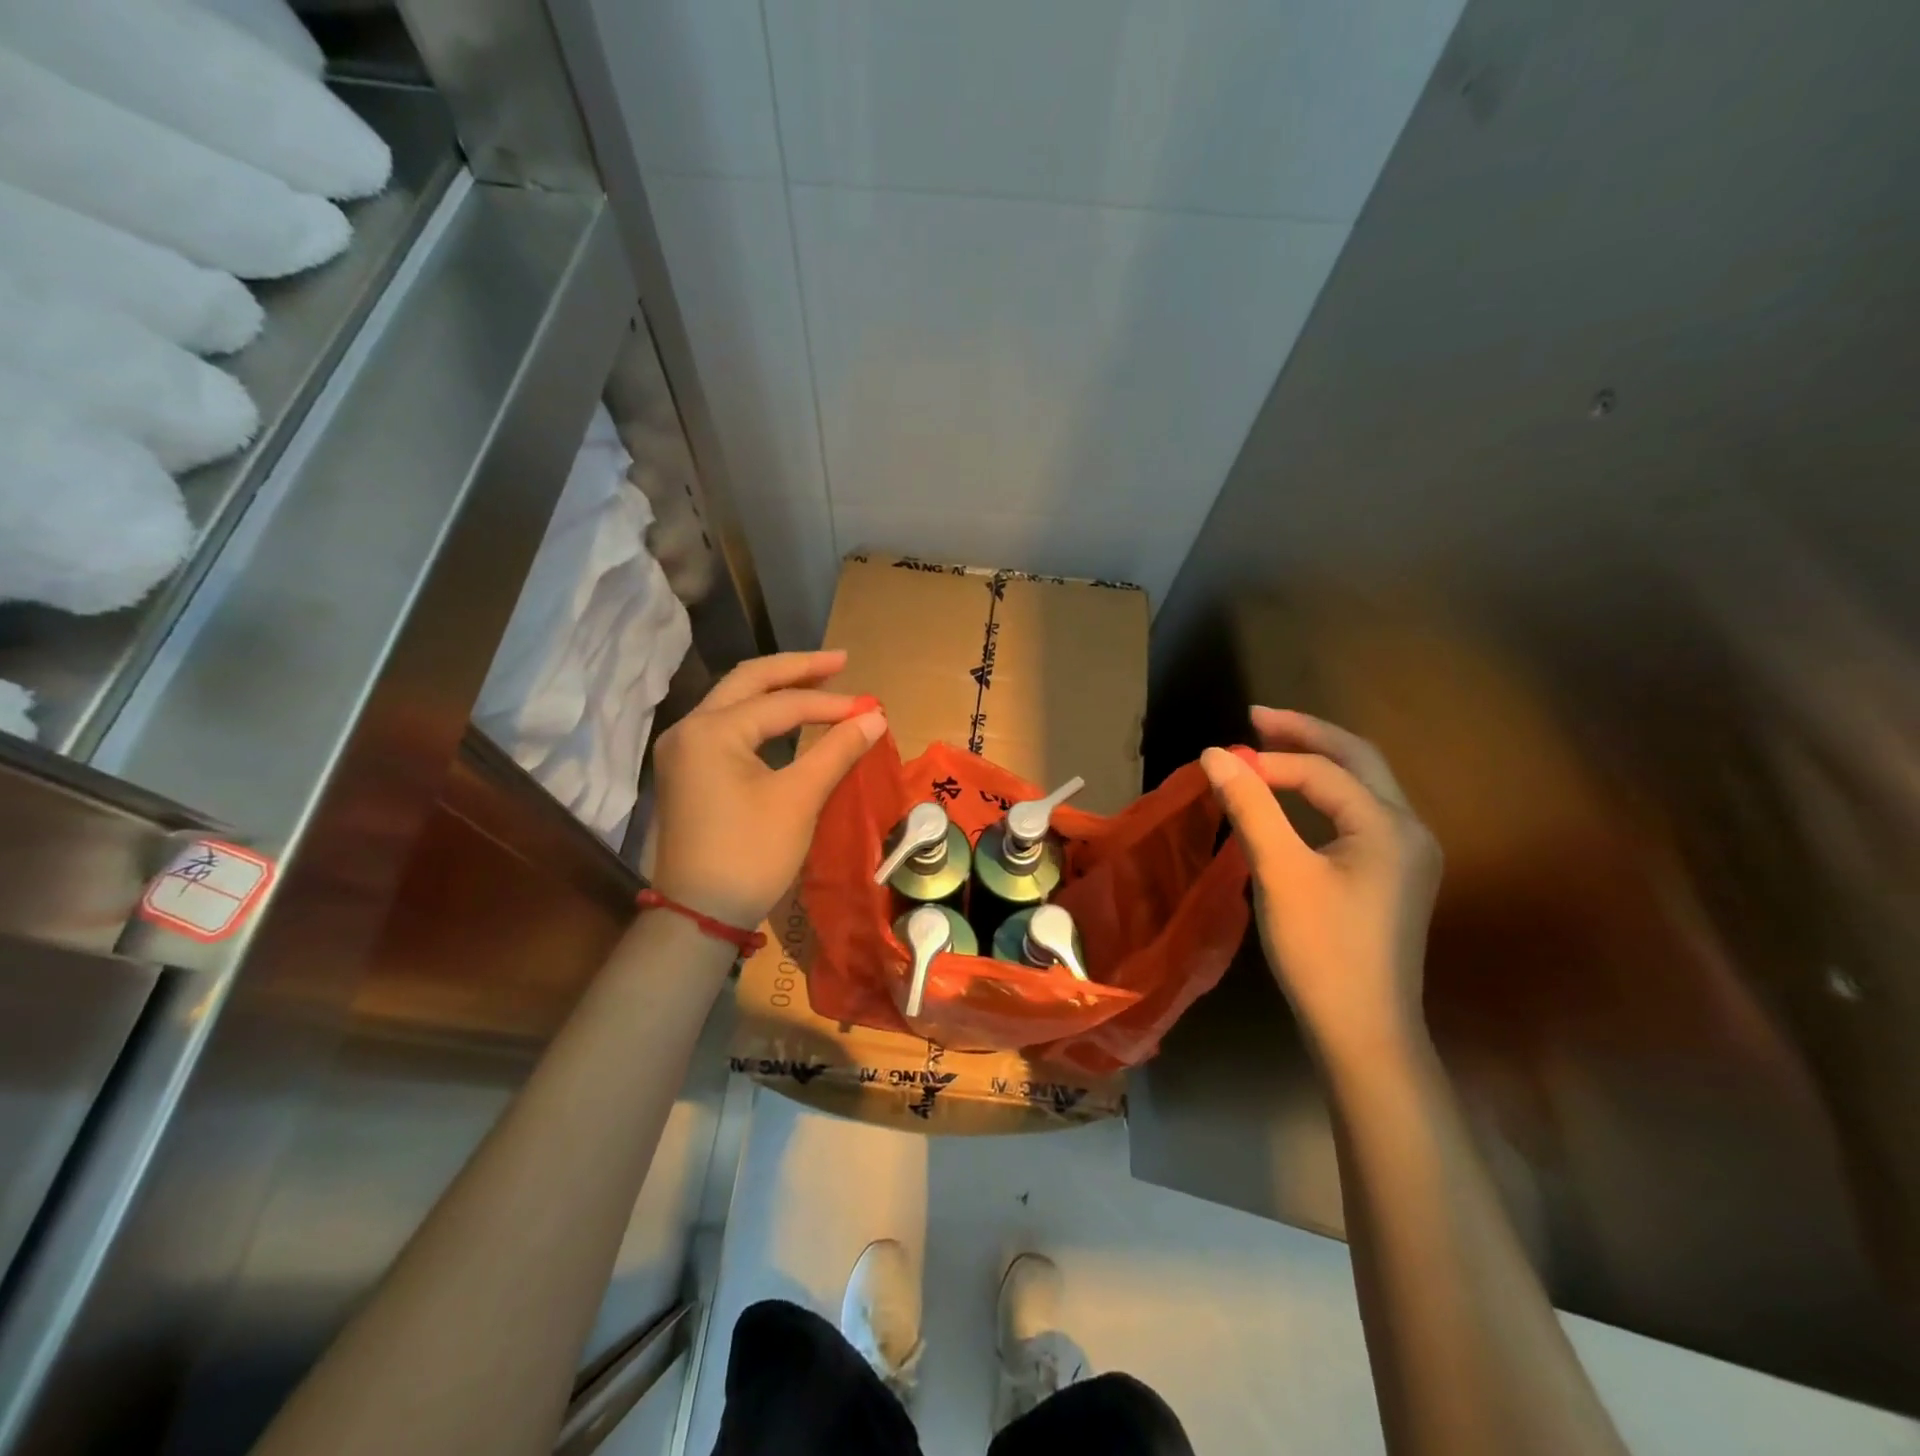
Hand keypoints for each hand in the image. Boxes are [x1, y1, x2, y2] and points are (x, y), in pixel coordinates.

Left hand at [650, 650, 885, 930]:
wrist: (699, 915)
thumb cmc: (750, 855)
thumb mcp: (799, 799)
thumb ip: (836, 750)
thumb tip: (875, 716)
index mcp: (712, 730)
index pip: (781, 703)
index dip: (831, 703)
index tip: (871, 708)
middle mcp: (689, 728)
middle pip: (748, 682)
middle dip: (797, 670)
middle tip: (841, 662)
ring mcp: (683, 749)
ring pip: (734, 701)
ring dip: (777, 690)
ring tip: (821, 682)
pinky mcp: (687, 770)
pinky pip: (728, 726)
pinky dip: (761, 717)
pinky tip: (788, 719)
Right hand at [1200, 708, 1441, 1058]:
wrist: (1365, 1031)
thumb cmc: (1321, 951)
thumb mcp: (1279, 873)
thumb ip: (1250, 807)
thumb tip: (1214, 754)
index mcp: (1388, 825)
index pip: (1323, 770)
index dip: (1270, 760)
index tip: (1220, 762)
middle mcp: (1410, 829)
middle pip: (1359, 759)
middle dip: (1307, 733)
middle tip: (1256, 716)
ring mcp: (1409, 853)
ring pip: (1364, 784)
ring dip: (1319, 759)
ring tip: (1272, 744)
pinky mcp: (1397, 874)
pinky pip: (1361, 812)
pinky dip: (1327, 791)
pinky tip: (1299, 796)